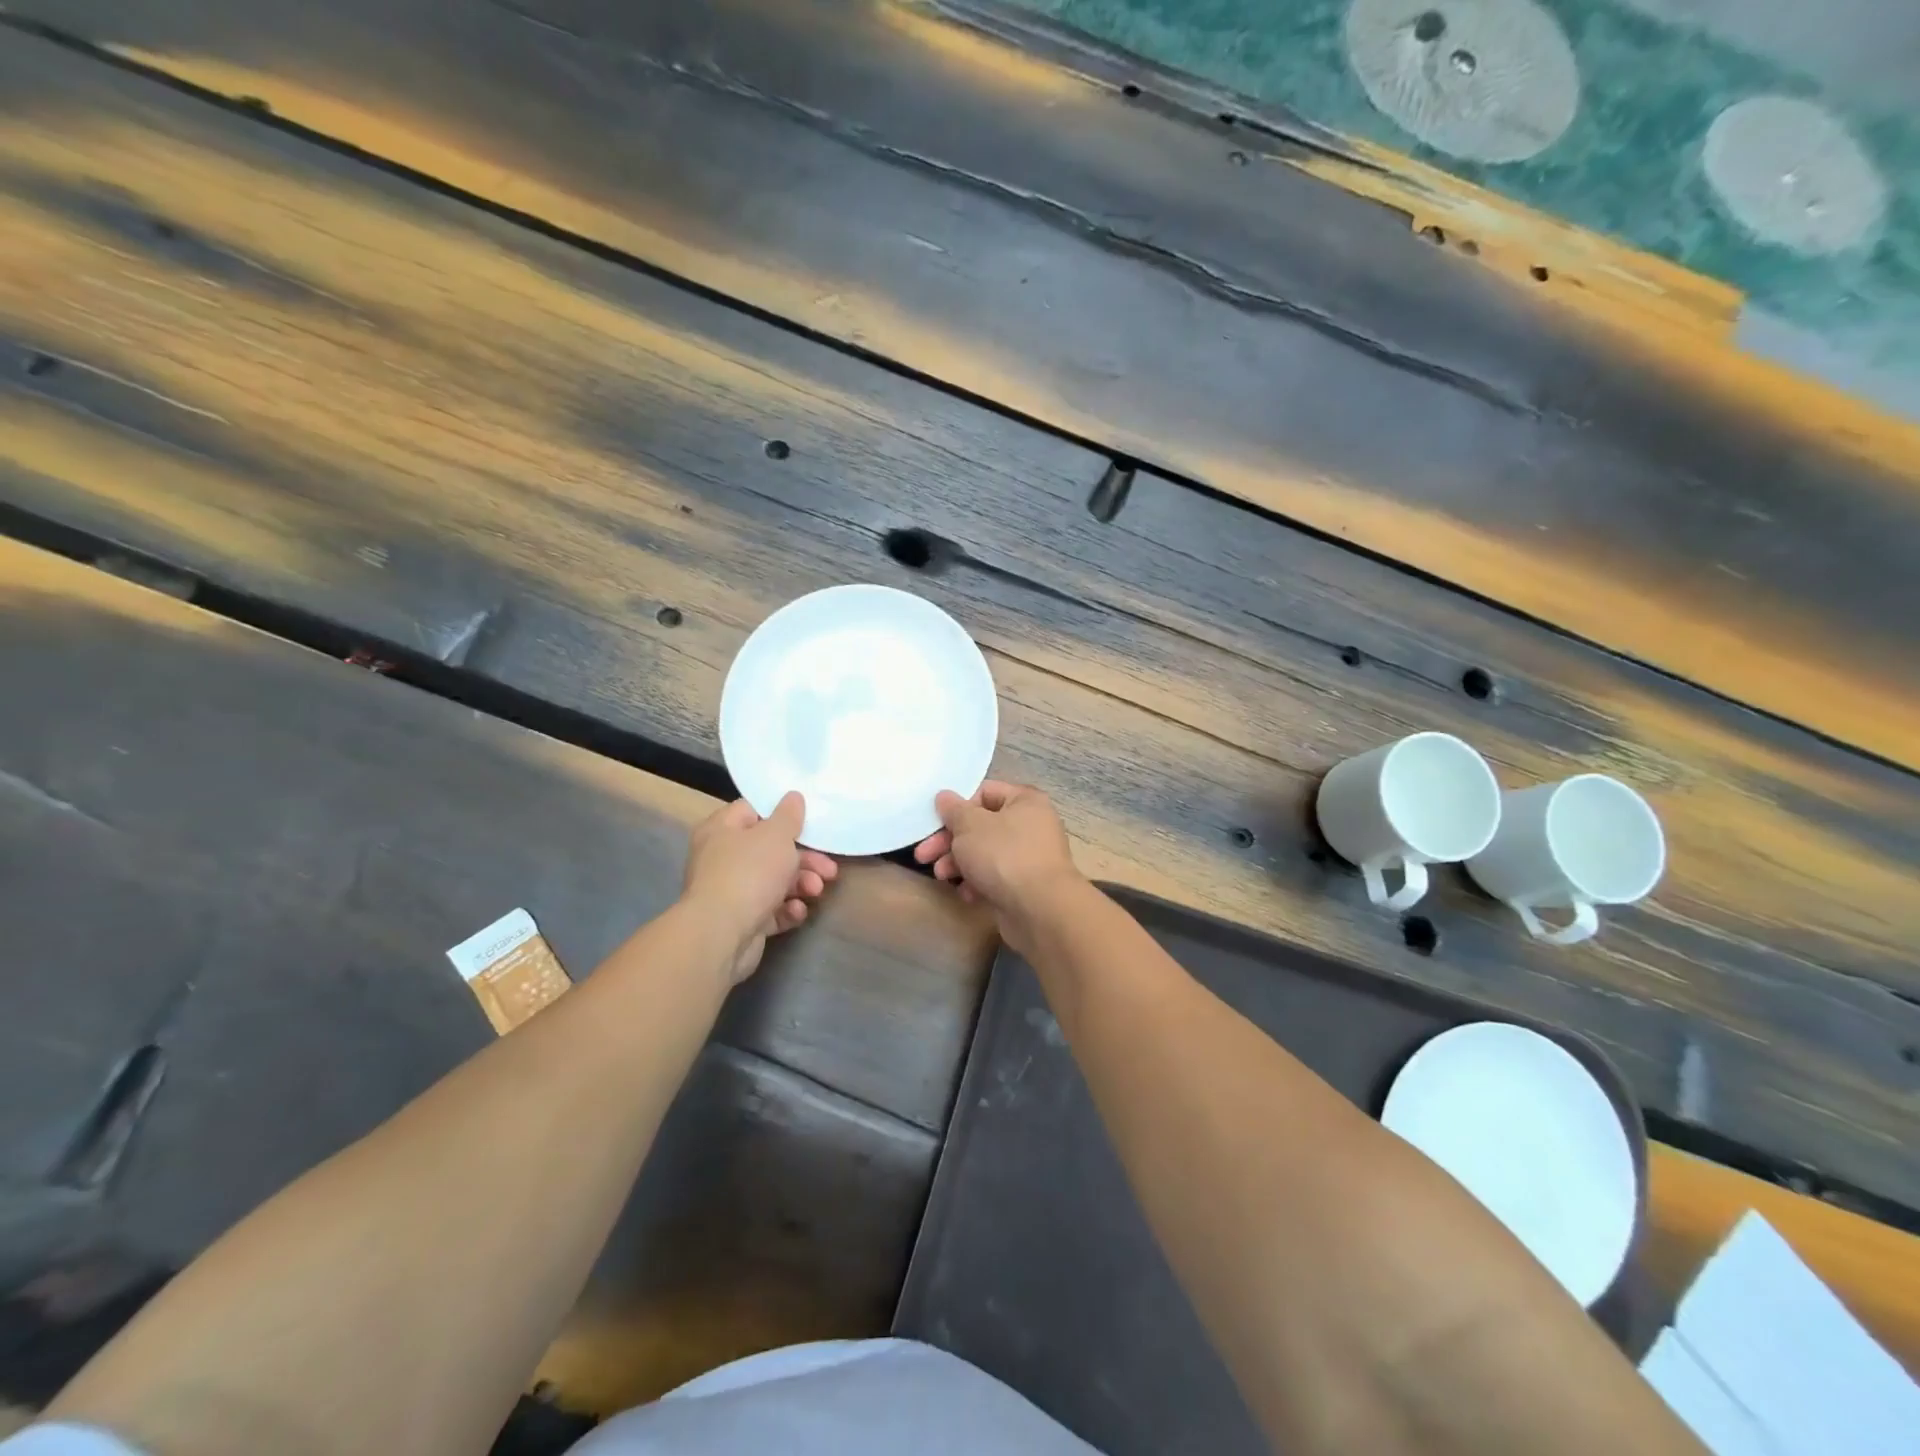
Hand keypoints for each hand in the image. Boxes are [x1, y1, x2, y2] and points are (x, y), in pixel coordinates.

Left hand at [682, 792, 837, 983]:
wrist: (721, 934)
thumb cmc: (748, 872)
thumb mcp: (776, 835)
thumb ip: (789, 815)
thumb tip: (793, 796)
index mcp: (722, 829)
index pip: (752, 811)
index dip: (780, 815)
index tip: (807, 823)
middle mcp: (722, 858)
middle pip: (770, 850)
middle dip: (804, 859)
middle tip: (828, 868)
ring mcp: (731, 891)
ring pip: (774, 881)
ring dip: (801, 884)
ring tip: (816, 891)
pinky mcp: (742, 920)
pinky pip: (770, 909)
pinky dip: (787, 909)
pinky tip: (797, 911)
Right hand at [913, 780, 1084, 950]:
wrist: (1040, 910)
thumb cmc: (1004, 856)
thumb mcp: (970, 826)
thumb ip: (953, 810)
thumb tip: (944, 796)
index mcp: (1024, 801)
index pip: (985, 792)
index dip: (957, 806)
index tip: (935, 822)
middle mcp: (1031, 825)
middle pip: (981, 826)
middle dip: (950, 841)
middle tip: (924, 855)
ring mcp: (1029, 857)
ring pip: (985, 853)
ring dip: (959, 863)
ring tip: (941, 876)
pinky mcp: (1024, 886)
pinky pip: (995, 877)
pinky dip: (978, 883)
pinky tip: (967, 894)